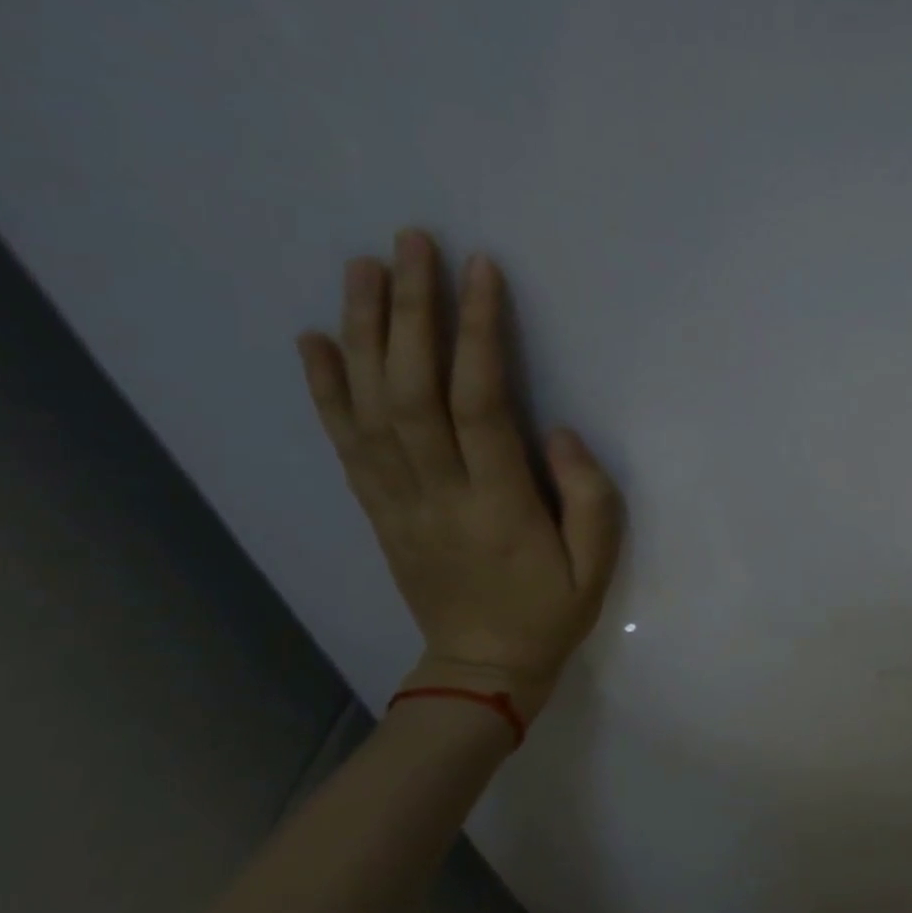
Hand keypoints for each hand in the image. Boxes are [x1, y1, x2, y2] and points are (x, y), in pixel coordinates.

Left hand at [296, 230, 623, 711]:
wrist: (480, 669)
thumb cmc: (549, 613)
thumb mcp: (597, 566)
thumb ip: (589, 497)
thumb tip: (558, 431)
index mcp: (498, 506)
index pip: (480, 405)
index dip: (478, 334)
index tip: (481, 271)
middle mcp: (437, 494)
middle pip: (411, 391)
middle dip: (410, 311)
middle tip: (410, 243)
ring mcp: (397, 501)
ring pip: (369, 407)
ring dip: (362, 333)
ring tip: (362, 268)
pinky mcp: (378, 510)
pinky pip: (345, 444)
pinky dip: (324, 389)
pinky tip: (314, 341)